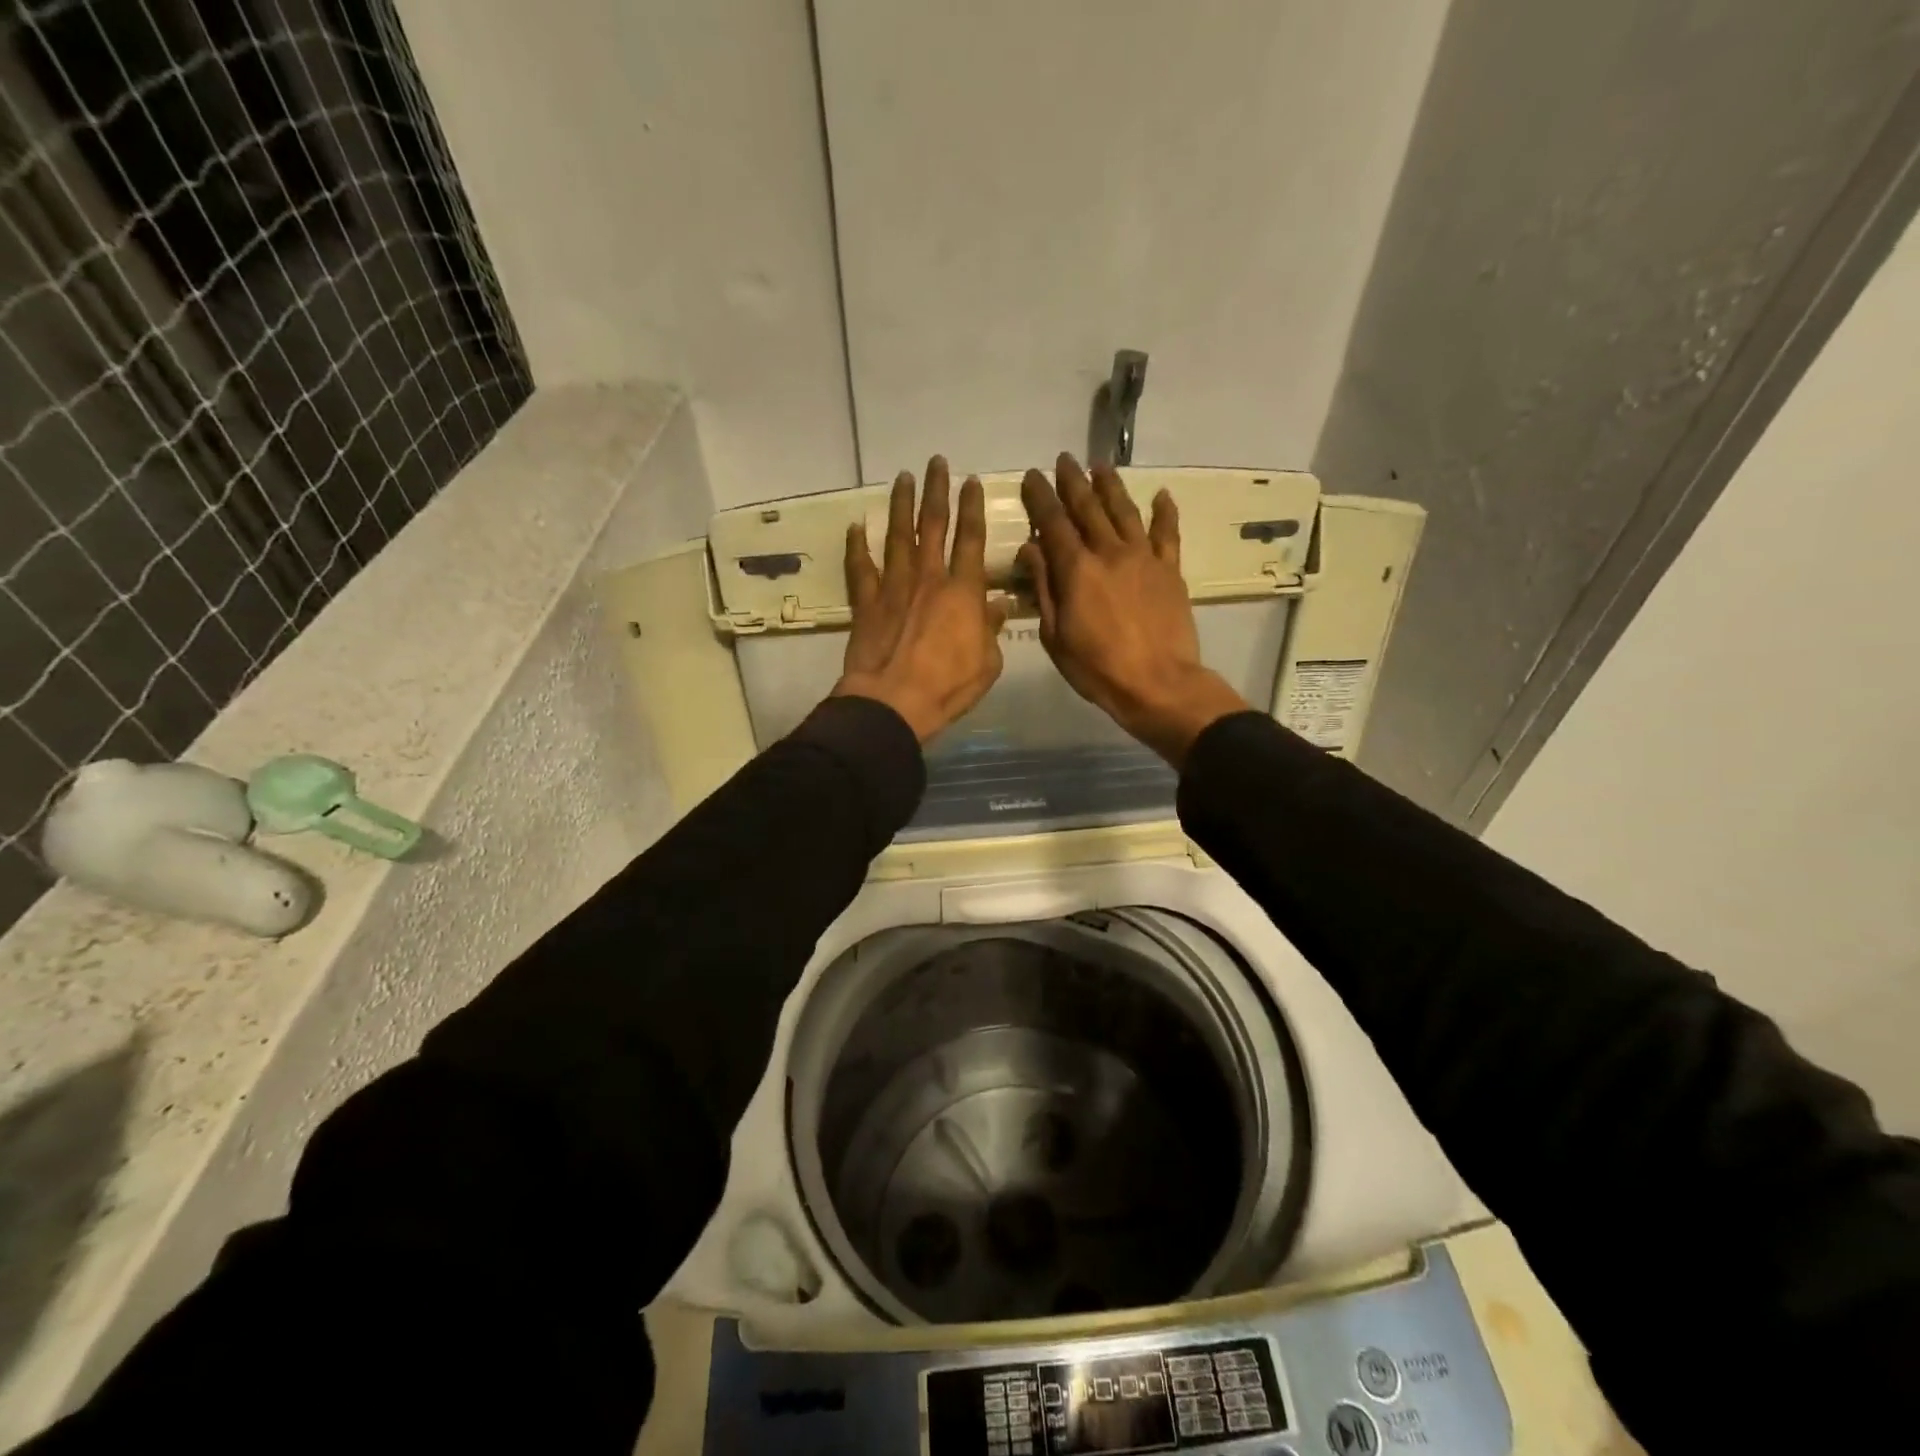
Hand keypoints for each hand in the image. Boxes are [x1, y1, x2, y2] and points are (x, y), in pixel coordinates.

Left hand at [833, 456, 1005, 742]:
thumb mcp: (987, 664)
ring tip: (902, 478)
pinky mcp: (867, 603)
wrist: (893, 702)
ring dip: (900, 505)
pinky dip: (856, 546)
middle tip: (935, 462)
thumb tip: (998, 605)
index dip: (972, 508)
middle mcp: (928, 579)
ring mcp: (894, 587)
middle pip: (933, 525)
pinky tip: (855, 526)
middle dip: (936, 491)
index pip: (971, 539)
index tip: (972, 481)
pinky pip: (860, 568)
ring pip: (897, 536)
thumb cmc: (947, 686)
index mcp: (963, 592)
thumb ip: (991, 630)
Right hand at [1017, 453, 1248, 765]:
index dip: (1040, 497)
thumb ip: (1044, 587)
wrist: (1157, 683)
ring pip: (1124, 511)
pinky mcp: (1170, 570)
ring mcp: (1143, 558)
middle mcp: (1109, 552)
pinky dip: (1164, 512)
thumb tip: (1030, 549)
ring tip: (1100, 466)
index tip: (1032, 476)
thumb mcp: (1055, 635)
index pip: (1053, 523)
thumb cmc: (1097, 667)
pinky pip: (1167, 533)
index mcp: (1076, 569)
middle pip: (1088, 508)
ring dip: (1111, 486)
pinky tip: (1162, 495)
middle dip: (1073, 482)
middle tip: (1063, 460)